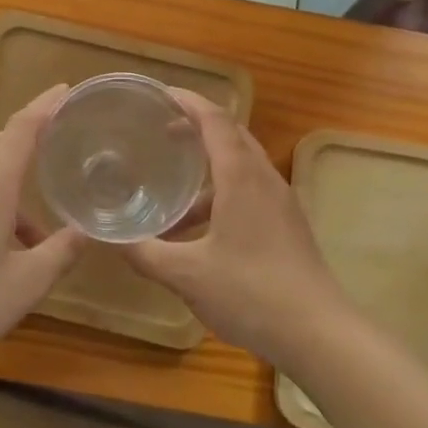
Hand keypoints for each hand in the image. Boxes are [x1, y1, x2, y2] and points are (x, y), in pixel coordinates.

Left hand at [0, 85, 87, 369]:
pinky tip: (9, 242)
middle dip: (33, 135)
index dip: (46, 106)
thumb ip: (60, 253)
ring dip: (15, 177)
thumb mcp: (25, 284)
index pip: (22, 128)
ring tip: (43, 216)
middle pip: (0, 141)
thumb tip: (86, 231)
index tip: (68, 90)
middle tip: (64, 140)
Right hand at [120, 90, 351, 366]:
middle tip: (161, 131)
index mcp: (241, 177)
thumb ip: (145, 253)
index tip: (158, 95)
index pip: (214, 119)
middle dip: (197, 126)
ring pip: (243, 165)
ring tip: (174, 185)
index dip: (187, 101)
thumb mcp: (187, 275)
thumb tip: (109, 238)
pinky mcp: (288, 224)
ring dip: (209, 166)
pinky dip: (223, 192)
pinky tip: (200, 229)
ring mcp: (281, 202)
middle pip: (232, 135)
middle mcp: (264, 178)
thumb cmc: (250, 293)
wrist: (319, 333)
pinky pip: (251, 190)